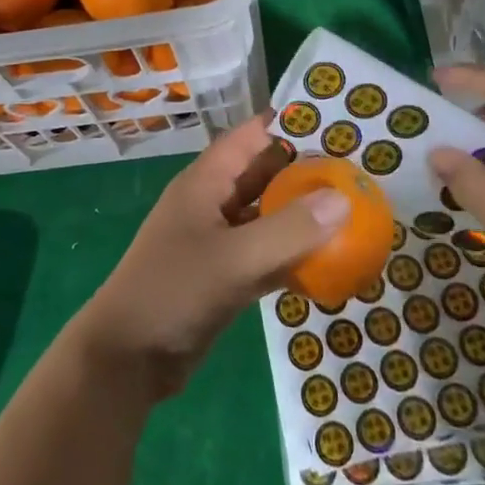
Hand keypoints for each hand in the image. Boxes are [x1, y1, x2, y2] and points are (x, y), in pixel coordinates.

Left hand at [74, 113, 349, 399]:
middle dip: (305, 172)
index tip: (336, 125)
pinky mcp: (223, 276)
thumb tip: (344, 198)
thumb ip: (289, 229)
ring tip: (352, 211)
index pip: (250, 137)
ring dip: (301, 215)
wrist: (128, 359)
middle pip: (263, 175)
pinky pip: (265, 254)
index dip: (288, 126)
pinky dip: (292, 255)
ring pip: (266, 216)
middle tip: (356, 173)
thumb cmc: (174, 291)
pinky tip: (329, 262)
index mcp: (205, 182)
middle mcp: (212, 203)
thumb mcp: (234, 258)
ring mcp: (217, 241)